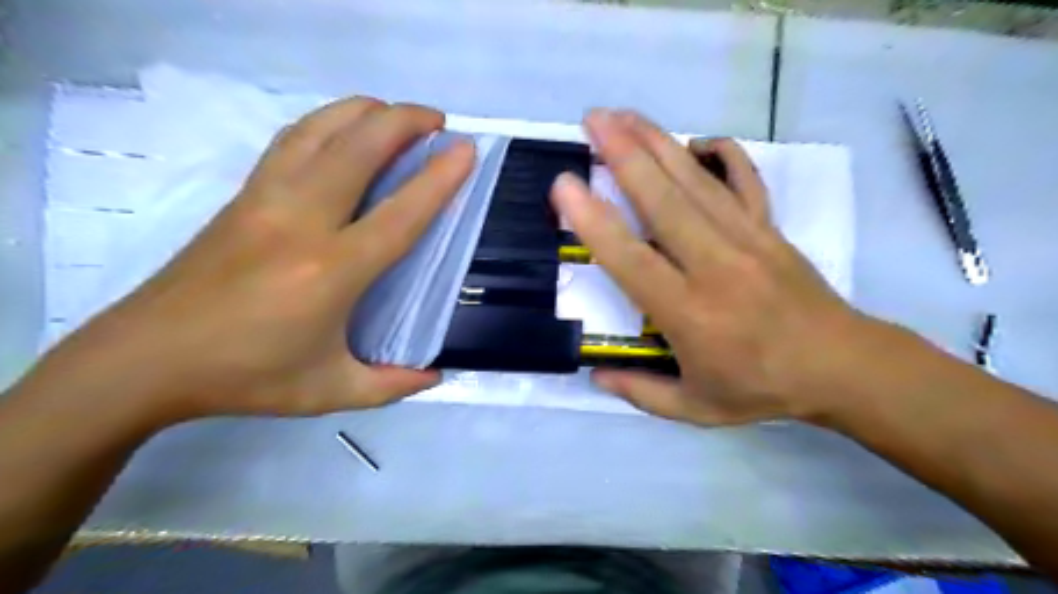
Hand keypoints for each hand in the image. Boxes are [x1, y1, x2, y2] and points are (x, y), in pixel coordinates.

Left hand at [43, 96, 474, 421]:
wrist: (145, 359)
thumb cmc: (246, 377)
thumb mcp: (330, 392)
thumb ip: (391, 386)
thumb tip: (436, 376)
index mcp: (331, 271)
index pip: (400, 214)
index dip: (438, 179)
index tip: (465, 150)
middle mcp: (300, 222)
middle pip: (359, 149)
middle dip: (405, 121)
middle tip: (439, 121)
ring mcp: (266, 200)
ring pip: (321, 131)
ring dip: (365, 111)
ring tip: (396, 114)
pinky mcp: (242, 195)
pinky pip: (292, 141)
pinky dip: (326, 122)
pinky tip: (343, 129)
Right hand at [553, 110, 885, 426]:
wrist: (840, 366)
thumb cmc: (760, 387)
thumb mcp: (695, 408)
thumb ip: (641, 392)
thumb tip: (595, 376)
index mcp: (689, 313)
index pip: (631, 258)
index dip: (594, 220)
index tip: (565, 185)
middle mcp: (714, 265)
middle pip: (663, 201)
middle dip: (623, 155)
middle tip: (591, 120)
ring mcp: (747, 238)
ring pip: (696, 181)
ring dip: (657, 143)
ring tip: (624, 115)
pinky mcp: (770, 227)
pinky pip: (745, 178)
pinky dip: (722, 153)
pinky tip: (697, 140)